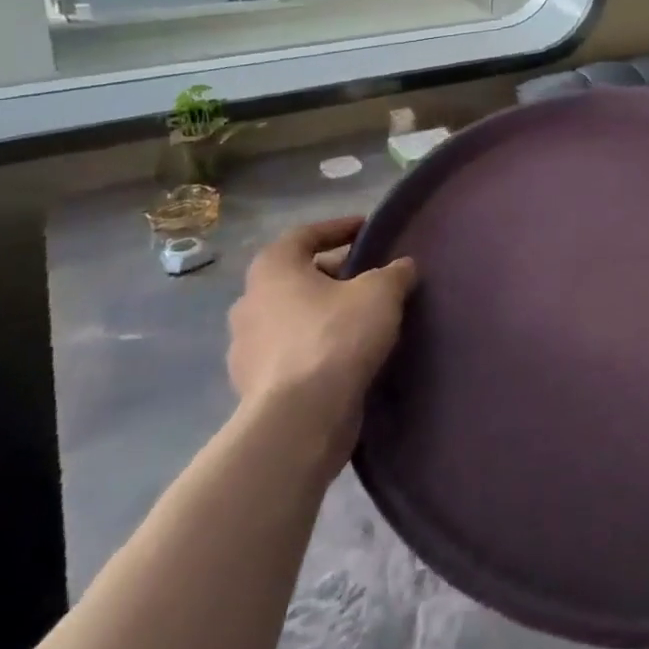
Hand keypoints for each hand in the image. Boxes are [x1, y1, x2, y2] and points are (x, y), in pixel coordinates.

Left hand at [227, 217, 416, 476]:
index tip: (366, 229)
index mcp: (273, 271)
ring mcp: (246, 349)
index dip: (337, 228)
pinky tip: (347, 356)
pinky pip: (291, 354)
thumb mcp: (381, 292)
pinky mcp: (255, 387)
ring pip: (291, 318)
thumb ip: (394, 273)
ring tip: (362, 318)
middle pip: (296, 278)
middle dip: (332, 275)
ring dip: (322, 314)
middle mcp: (250, 304)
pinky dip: (316, 348)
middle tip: (369, 277)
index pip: (303, 236)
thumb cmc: (336, 337)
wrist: (300, 419)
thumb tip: (402, 267)